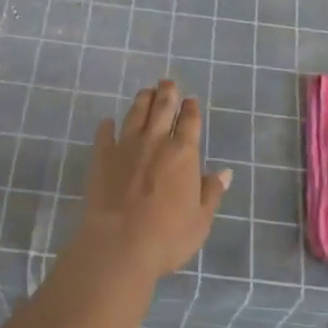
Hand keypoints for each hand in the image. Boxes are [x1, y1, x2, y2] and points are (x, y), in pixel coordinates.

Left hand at [70, 80, 231, 286]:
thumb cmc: (168, 236)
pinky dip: (107, 126)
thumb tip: (225, 173)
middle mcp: (155, 140)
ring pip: (135, 114)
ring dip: (142, 100)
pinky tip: (108, 122)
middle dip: (167, 93)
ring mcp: (126, 146)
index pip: (189, 121)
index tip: (190, 100)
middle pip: (162, 108)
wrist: (120, 244)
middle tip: (167, 82)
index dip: (190, 108)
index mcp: (183, 152)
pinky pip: (105, 135)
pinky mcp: (102, 157)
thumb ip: (211, 193)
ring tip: (145, 91)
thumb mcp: (201, 220)